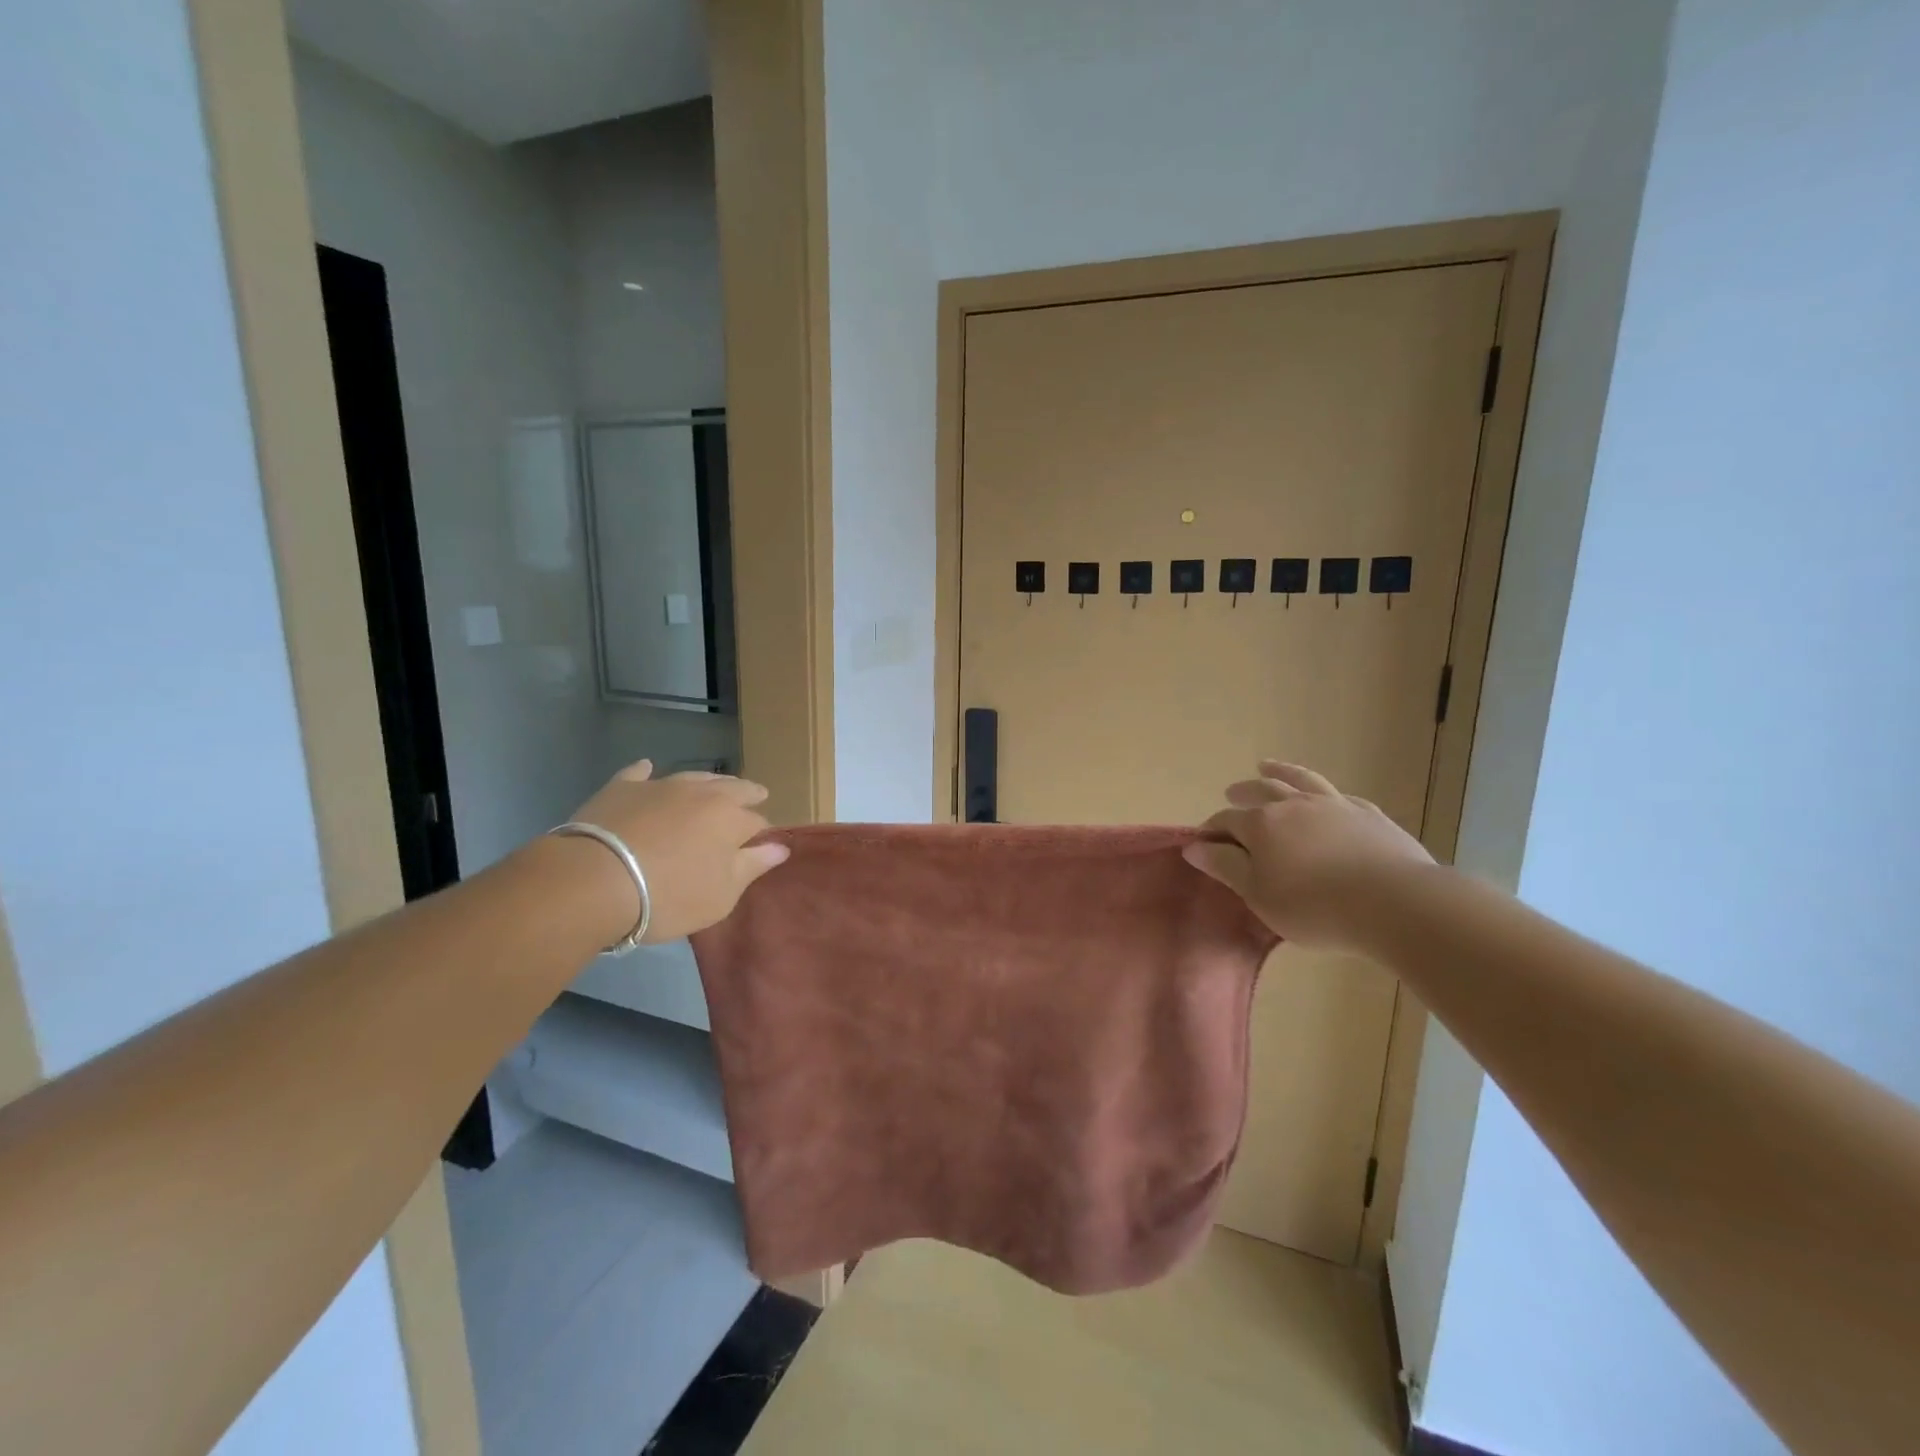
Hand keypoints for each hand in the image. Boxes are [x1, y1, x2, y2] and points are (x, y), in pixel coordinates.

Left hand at [567, 761, 787, 943]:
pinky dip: (646, 772)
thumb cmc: (669, 895)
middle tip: (755, 795)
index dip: (762, 833)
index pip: (757, 822)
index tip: (762, 843)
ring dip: (708, 782)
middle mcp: (701, 793)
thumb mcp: (721, 894)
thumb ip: (753, 866)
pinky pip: (638, 773)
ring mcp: (660, 786)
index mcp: (731, 818)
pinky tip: (647, 768)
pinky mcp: (621, 788)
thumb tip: (781, 846)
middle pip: (732, 788)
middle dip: (747, 793)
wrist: (595, 880)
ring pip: (693, 776)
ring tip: (715, 785)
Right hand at [1184, 761, 1433, 950]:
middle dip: (1243, 792)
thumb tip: (1193, 845)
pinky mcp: (1369, 816)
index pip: (1226, 821)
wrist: (1394, 903)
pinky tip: (1328, 800)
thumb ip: (1225, 866)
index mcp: (1262, 824)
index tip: (1204, 843)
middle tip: (1232, 792)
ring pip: (1302, 781)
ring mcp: (1335, 806)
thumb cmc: (1314, 906)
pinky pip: (1341, 797)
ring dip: (1281, 772)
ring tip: (1268, 767)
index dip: (1212, 831)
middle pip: (1262, 791)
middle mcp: (1294, 805)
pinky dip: (1326, 795)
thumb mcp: (1258, 894)